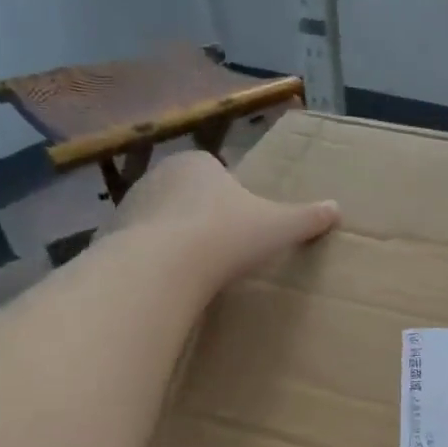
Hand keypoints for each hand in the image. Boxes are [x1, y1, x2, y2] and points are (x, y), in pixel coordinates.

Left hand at [112, 150, 339, 287]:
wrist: (163, 266)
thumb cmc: (226, 236)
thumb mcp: (279, 227)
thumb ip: (307, 217)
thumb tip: (336, 209)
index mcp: (198, 164)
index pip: (216, 173)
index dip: (231, 199)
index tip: (242, 227)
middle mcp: (159, 175)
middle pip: (187, 195)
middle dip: (201, 218)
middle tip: (222, 250)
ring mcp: (130, 205)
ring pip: (161, 220)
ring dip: (175, 238)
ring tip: (195, 270)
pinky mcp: (111, 236)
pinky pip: (139, 246)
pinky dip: (152, 260)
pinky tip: (169, 282)